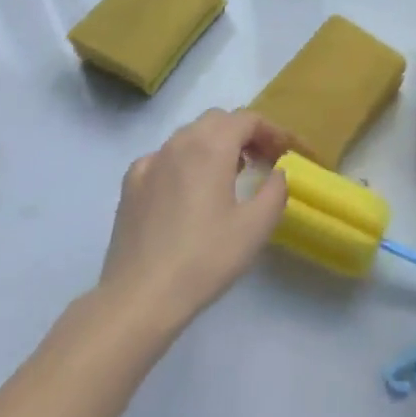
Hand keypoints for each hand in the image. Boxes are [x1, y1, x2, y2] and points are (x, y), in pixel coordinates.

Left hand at [99, 109, 288, 328]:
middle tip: (260, 160)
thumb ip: (275, 190)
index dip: (271, 131)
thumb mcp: (255, 227)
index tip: (284, 153)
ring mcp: (151, 161)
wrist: (139, 297)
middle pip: (217, 120)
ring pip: (188, 136)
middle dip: (242, 133)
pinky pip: (164, 157)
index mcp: (211, 146)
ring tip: (228, 175)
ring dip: (213, 144)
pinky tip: (186, 191)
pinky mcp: (131, 184)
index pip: (247, 119)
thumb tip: (276, 172)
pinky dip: (183, 162)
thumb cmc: (204, 259)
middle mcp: (179, 143)